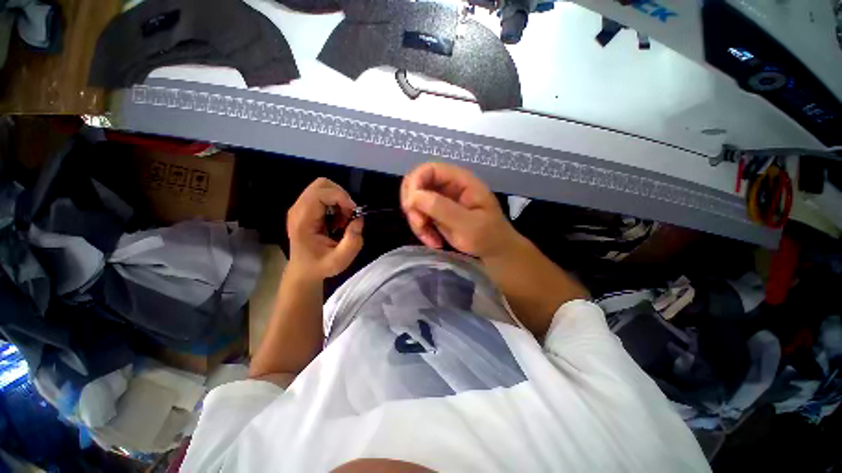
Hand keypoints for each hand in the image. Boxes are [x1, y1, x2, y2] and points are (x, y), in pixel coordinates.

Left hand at [287, 178, 363, 279]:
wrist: (303, 271)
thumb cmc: (320, 266)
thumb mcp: (340, 260)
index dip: (340, 197)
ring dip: (339, 199)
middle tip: (349, 214)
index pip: (319, 193)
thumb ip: (353, 242)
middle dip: (341, 196)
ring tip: (344, 218)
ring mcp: (300, 208)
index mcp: (303, 221)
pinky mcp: (305, 209)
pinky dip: (335, 202)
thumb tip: (358, 220)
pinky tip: (337, 219)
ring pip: (323, 187)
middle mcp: (298, 210)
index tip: (354, 212)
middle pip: (321, 184)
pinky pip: (322, 195)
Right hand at [400, 162, 518, 258]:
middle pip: (416, 184)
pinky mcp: (436, 213)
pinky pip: (419, 216)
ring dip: (417, 222)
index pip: (428, 169)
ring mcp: (441, 199)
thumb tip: (413, 196)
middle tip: (421, 225)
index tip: (410, 206)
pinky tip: (434, 241)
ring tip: (432, 240)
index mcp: (460, 180)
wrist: (495, 251)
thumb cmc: (488, 236)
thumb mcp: (468, 224)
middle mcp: (448, 185)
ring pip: (414, 202)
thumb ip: (442, 208)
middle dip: (413, 206)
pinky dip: (421, 229)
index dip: (414, 183)